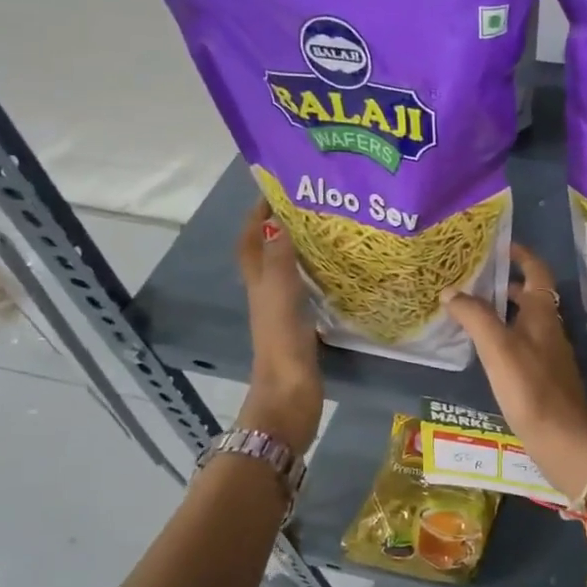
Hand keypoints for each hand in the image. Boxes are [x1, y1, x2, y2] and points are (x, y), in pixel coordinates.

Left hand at [236, 200, 322, 453]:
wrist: (289, 396)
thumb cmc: (282, 343)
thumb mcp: (280, 295)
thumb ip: (280, 259)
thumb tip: (278, 220)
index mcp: (258, 284)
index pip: (251, 241)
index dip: (256, 216)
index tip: (275, 190)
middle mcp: (267, 294)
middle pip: (267, 253)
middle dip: (280, 227)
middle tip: (309, 207)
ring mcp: (284, 313)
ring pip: (287, 272)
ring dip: (299, 251)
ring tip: (326, 232)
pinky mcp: (301, 329)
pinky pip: (305, 292)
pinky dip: (314, 277)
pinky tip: (335, 274)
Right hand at [442, 245, 586, 499]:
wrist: (563, 441)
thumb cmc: (531, 388)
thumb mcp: (498, 348)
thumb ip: (475, 316)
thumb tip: (451, 291)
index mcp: (544, 314)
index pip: (537, 272)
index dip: (521, 255)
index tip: (499, 245)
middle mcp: (550, 329)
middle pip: (531, 297)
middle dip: (504, 284)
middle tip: (472, 280)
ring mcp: (549, 356)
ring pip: (525, 323)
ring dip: (501, 312)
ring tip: (468, 313)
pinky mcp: (544, 379)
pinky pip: (521, 346)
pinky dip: (503, 338)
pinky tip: (483, 352)